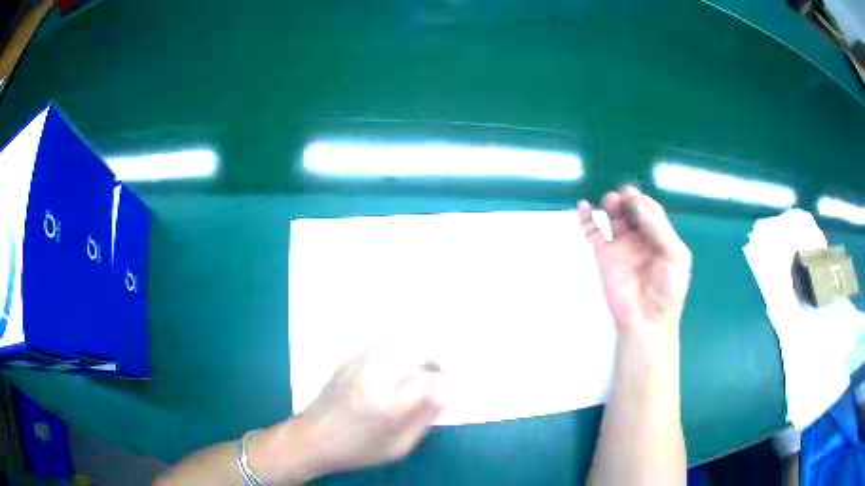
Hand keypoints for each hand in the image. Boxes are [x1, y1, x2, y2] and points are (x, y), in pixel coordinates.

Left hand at [291, 339, 441, 474]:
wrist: (311, 440)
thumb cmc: (355, 451)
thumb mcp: (396, 448)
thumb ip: (422, 421)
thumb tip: (443, 397)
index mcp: (390, 405)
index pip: (429, 380)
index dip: (447, 377)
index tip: (454, 381)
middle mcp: (375, 378)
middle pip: (415, 352)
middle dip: (436, 356)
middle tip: (443, 367)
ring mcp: (359, 365)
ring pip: (396, 338)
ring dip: (417, 341)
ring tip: (427, 351)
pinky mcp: (347, 361)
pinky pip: (375, 339)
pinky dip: (394, 335)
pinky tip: (402, 337)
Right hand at [578, 186, 691, 336]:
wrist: (646, 319)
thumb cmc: (667, 289)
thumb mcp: (674, 256)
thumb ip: (659, 228)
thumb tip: (636, 202)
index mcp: (660, 237)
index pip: (651, 211)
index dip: (643, 201)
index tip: (635, 196)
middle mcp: (641, 238)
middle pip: (632, 210)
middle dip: (627, 199)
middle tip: (623, 197)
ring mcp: (621, 245)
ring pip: (613, 217)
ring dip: (611, 204)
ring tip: (610, 201)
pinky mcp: (604, 255)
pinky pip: (593, 233)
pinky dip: (587, 218)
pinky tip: (584, 206)